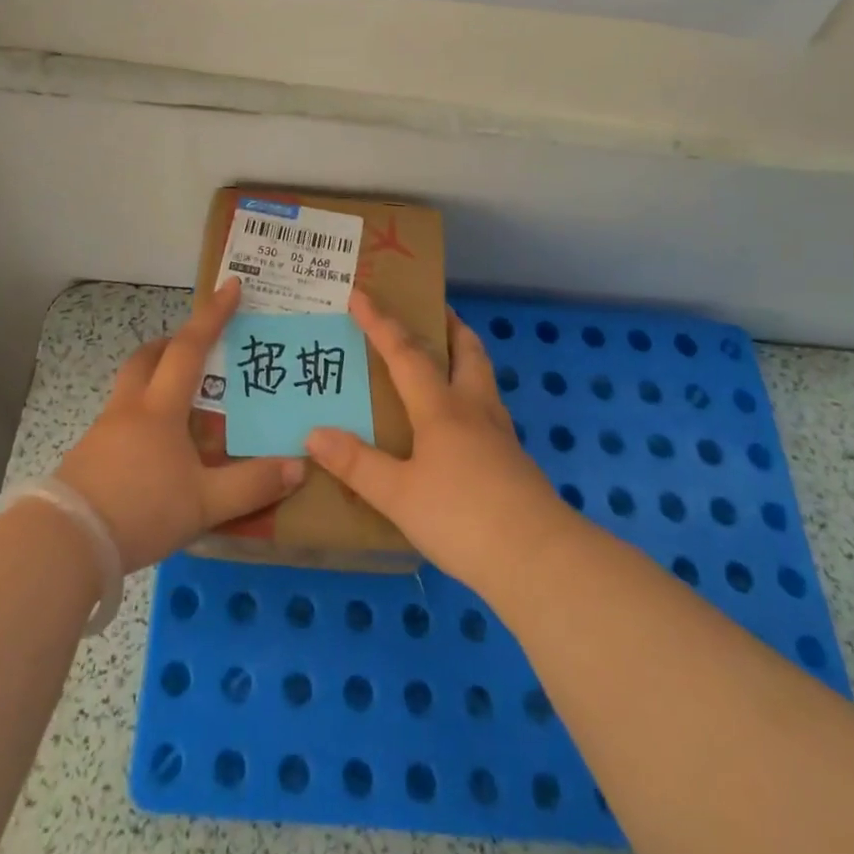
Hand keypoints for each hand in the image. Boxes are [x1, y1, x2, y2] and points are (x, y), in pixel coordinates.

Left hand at [57, 279, 305, 571]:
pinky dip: (143, 417)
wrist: (65, 543)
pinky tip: (156, 450)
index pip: (190, 348)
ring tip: (183, 406)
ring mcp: (104, 431)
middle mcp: (130, 408)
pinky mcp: (89, 456)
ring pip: (131, 388)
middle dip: (172, 343)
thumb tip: (298, 466)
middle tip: (196, 348)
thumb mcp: (205, 503)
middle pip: (147, 358)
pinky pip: (121, 419)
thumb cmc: (141, 510)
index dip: (212, 316)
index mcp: (160, 408)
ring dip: (155, 380)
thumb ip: (252, 485)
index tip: (230, 286)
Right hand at [306, 290, 569, 592]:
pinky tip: (461, 421)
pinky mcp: (513, 460)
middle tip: (431, 310)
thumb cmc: (462, 517)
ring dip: (464, 355)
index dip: (380, 322)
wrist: (538, 559)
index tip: (360, 293)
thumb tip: (314, 433)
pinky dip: (471, 394)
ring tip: (446, 356)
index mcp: (441, 408)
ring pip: (483, 377)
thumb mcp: (398, 495)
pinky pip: (488, 409)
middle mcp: (473, 409)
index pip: (405, 353)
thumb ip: (357, 464)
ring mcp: (499, 434)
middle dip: (447, 324)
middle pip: (466, 350)